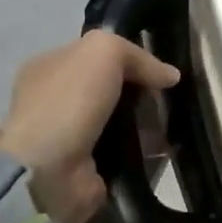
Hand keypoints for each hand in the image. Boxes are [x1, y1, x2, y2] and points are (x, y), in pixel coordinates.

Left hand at [0, 32, 179, 222]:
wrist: (48, 170)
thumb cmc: (69, 101)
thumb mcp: (103, 51)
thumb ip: (137, 55)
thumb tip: (170, 75)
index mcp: (49, 67)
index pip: (96, 55)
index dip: (129, 59)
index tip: (160, 71)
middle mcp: (56, 100)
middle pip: (112, 89)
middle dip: (143, 93)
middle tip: (169, 100)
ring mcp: (70, 136)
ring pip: (121, 121)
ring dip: (148, 122)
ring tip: (173, 125)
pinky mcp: (87, 168)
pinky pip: (124, 151)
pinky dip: (144, 150)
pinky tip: (165, 148)